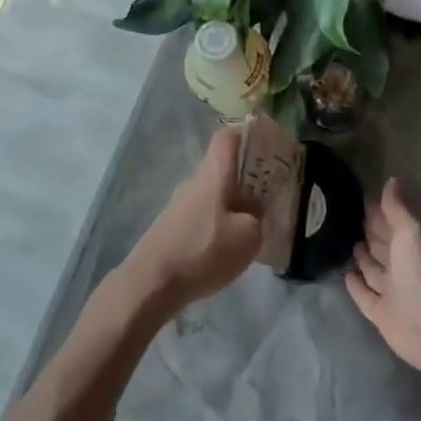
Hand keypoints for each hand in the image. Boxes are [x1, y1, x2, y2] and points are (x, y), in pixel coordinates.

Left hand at [118, 129, 262, 313]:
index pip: (227, 137)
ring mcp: (179, 205)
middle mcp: (194, 182)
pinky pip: (203, 216)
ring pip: (214, 195)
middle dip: (247, 182)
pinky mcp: (172, 228)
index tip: (267, 150)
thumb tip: (253, 209)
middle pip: (223, 169)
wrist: (150, 283)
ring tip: (253, 232)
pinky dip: (218, 226)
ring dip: (233, 207)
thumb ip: (257, 216)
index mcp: (213, 173)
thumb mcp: (248, 236)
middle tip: (270, 200)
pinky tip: (227, 251)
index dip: (247, 137)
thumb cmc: (204, 250)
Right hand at [346, 180, 420, 376]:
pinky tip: (346, 275)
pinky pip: (365, 295)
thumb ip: (397, 210)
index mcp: (410, 247)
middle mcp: (401, 267)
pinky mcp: (380, 313)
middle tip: (349, 219)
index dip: (379, 214)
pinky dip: (356, 286)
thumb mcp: (408, 233)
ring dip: (363, 259)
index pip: (391, 225)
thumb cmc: (418, 273)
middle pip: (383, 247)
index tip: (362, 200)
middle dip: (371, 234)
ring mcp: (391, 291)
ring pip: (373, 270)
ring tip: (348, 243)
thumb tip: (392, 180)